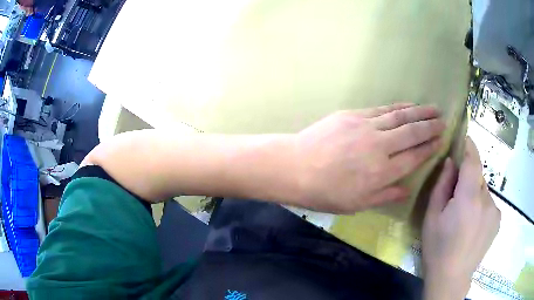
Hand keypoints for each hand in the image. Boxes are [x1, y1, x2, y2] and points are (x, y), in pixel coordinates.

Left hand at [294, 103, 444, 212]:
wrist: (295, 168)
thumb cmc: (325, 192)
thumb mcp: (357, 204)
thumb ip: (386, 195)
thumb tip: (408, 188)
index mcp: (382, 173)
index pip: (414, 157)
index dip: (429, 148)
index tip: (441, 141)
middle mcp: (380, 147)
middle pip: (412, 133)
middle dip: (430, 126)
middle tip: (444, 120)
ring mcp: (367, 127)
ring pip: (400, 117)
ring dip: (419, 112)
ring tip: (433, 109)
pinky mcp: (354, 115)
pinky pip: (382, 110)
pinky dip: (398, 107)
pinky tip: (408, 105)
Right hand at [422, 138, 500, 299]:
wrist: (451, 278)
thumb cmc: (437, 248)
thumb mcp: (431, 217)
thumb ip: (442, 186)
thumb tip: (450, 163)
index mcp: (468, 198)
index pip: (473, 161)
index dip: (469, 146)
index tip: (464, 138)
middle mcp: (486, 200)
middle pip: (478, 177)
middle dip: (468, 178)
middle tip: (455, 195)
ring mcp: (495, 211)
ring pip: (484, 191)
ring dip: (474, 194)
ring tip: (464, 216)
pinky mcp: (498, 220)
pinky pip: (489, 203)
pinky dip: (481, 206)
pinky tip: (473, 224)